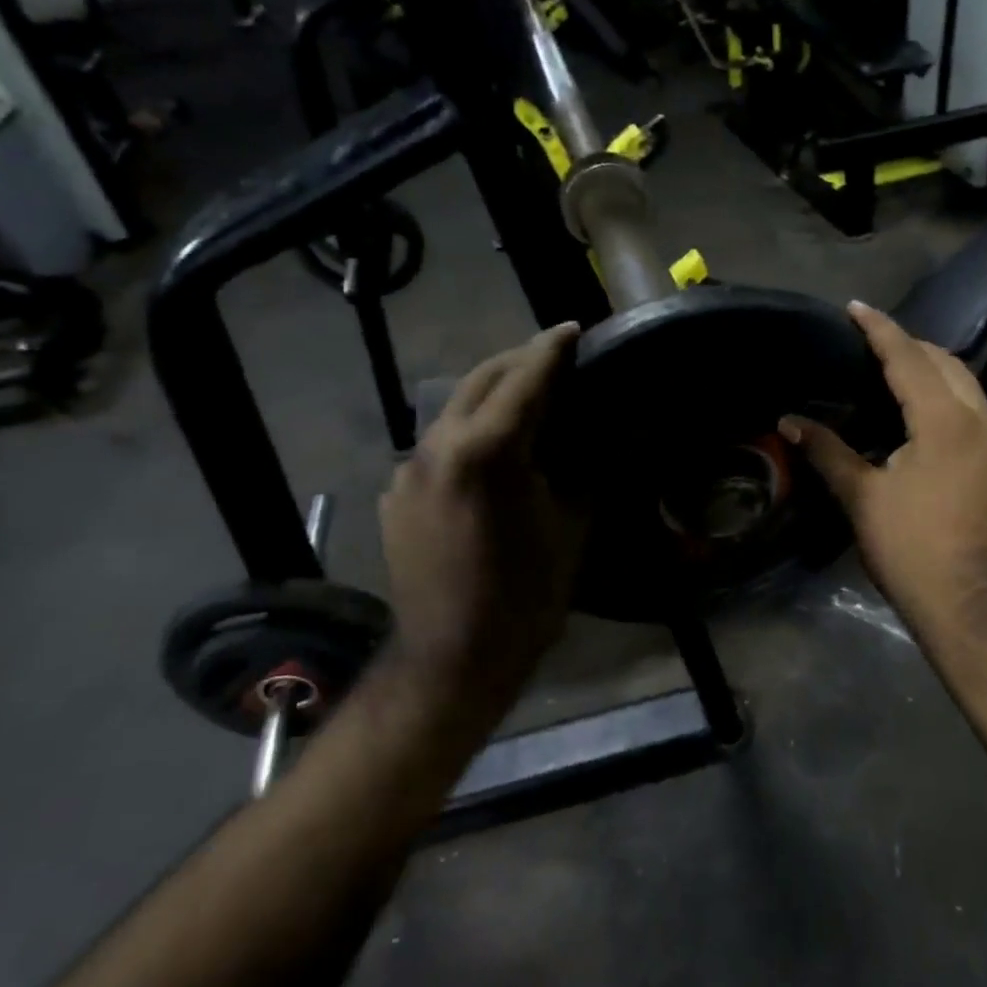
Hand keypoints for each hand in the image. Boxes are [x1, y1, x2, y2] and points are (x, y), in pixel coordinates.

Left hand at [378, 323, 586, 734]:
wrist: (452, 657)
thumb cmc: (526, 596)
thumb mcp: (570, 527)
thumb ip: (580, 471)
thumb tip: (590, 440)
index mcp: (488, 452)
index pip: (524, 380)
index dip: (551, 350)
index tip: (573, 329)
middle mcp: (438, 447)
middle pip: (480, 380)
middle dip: (518, 360)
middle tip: (552, 355)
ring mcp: (409, 470)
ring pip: (452, 409)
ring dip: (489, 394)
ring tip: (523, 397)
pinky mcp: (396, 494)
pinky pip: (435, 446)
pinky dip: (465, 433)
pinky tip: (487, 452)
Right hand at [782, 302, 986, 635]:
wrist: (978, 611)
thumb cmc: (912, 551)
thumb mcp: (862, 499)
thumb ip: (828, 452)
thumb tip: (789, 421)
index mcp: (946, 422)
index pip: (909, 358)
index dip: (881, 329)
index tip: (857, 307)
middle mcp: (986, 424)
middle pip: (950, 366)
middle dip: (915, 348)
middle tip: (879, 346)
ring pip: (974, 396)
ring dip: (940, 380)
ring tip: (906, 385)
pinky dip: (959, 414)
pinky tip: (939, 438)